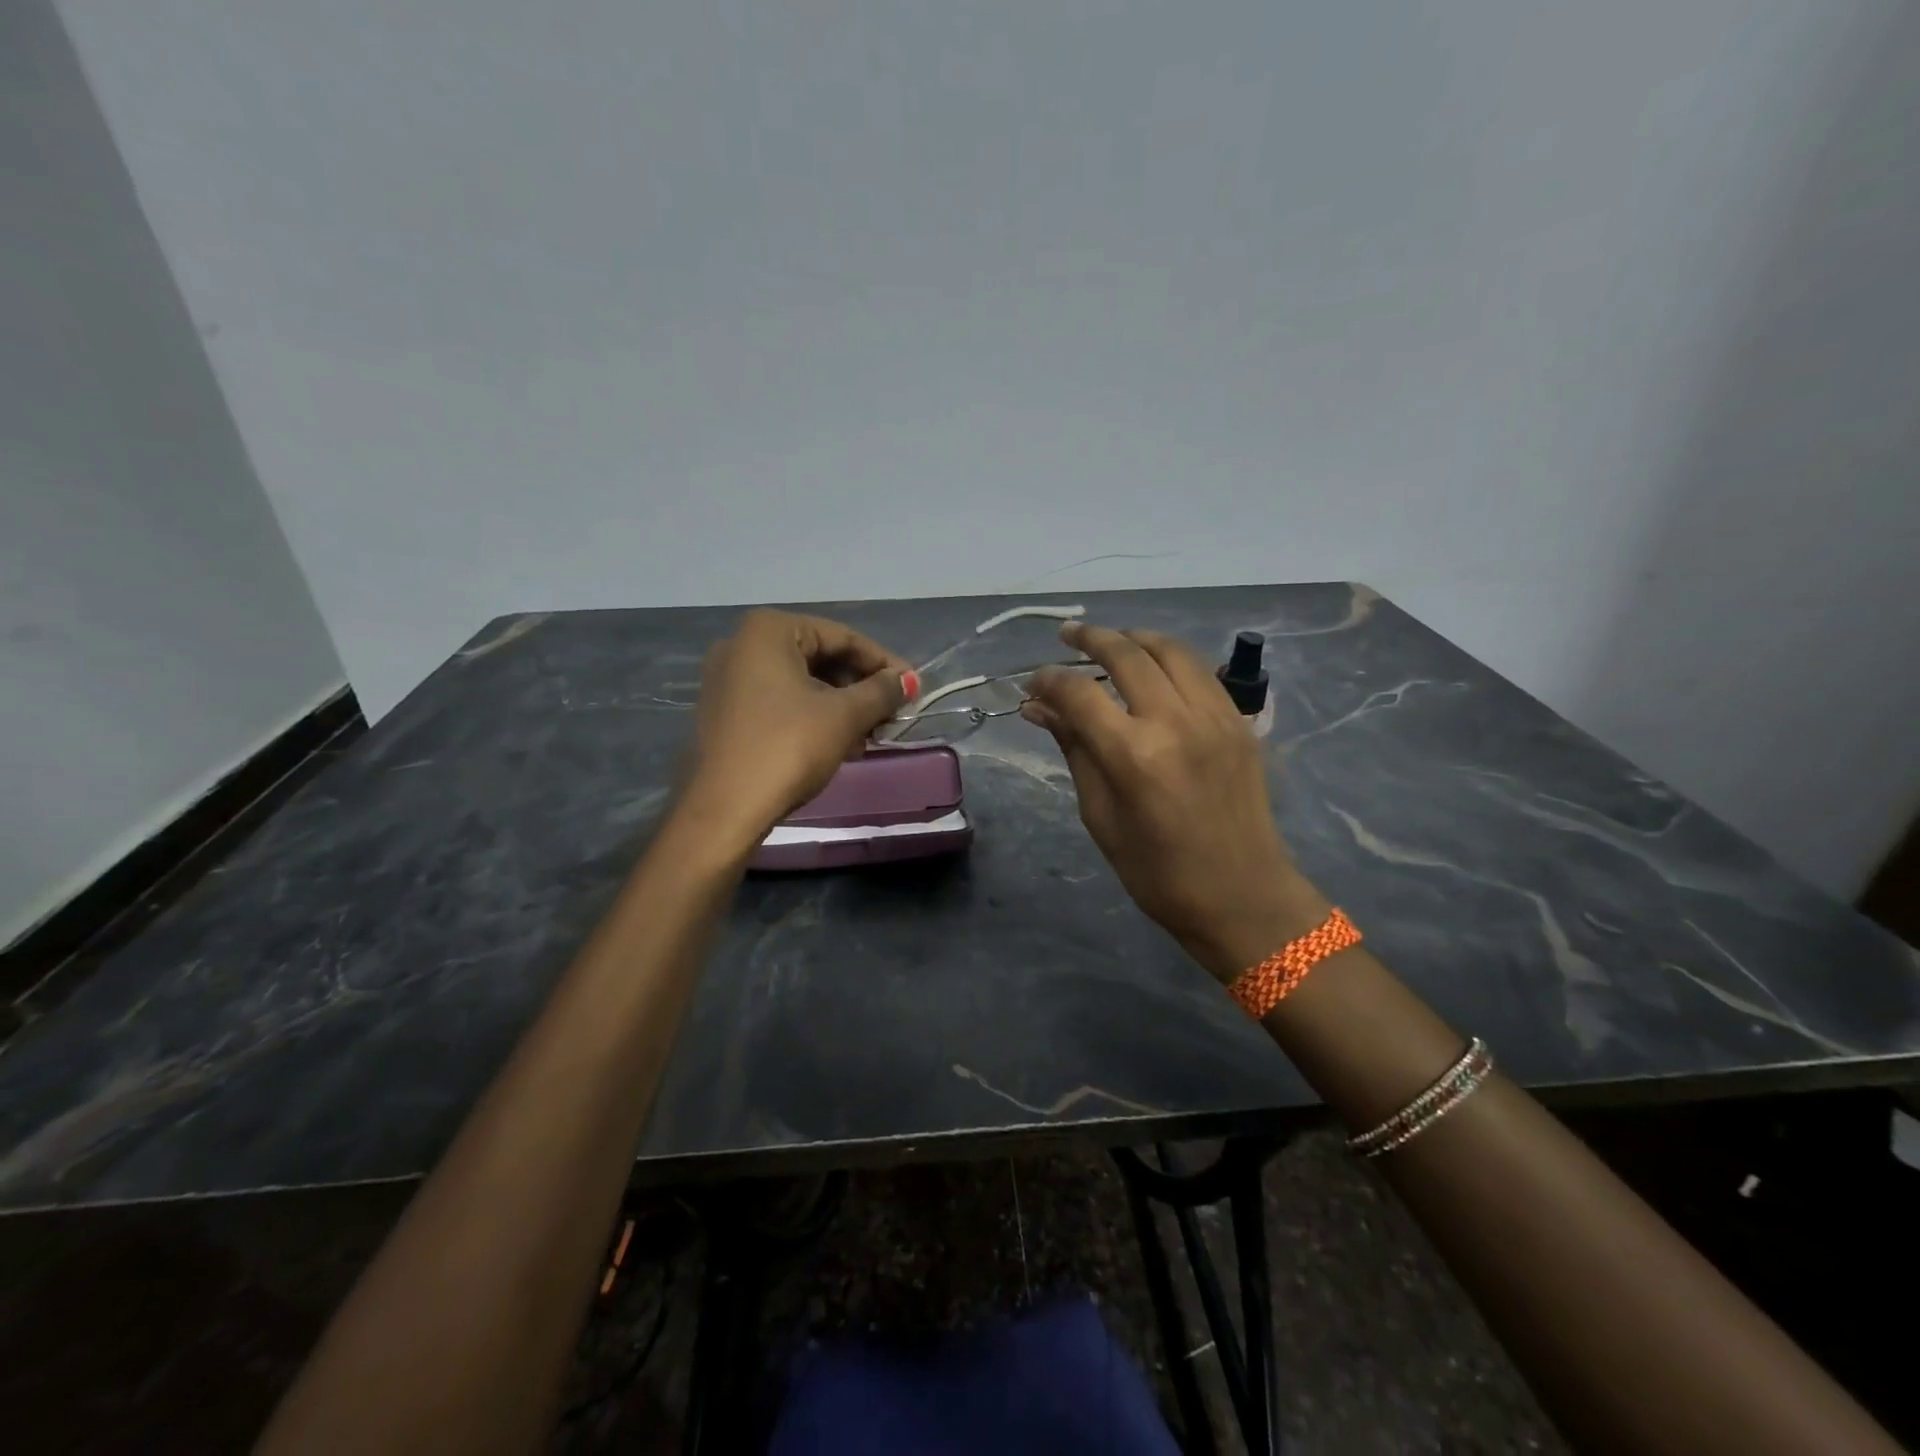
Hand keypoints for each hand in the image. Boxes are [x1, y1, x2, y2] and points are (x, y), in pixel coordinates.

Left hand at [680, 610, 911, 847]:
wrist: (724, 809)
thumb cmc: (788, 748)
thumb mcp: (844, 716)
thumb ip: (881, 691)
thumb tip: (908, 680)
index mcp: (768, 631)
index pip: (842, 637)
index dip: (884, 663)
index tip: (912, 689)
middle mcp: (742, 645)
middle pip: (820, 658)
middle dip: (861, 688)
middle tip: (892, 715)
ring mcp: (729, 680)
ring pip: (802, 683)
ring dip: (841, 706)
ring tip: (869, 736)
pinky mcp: (725, 713)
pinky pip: (781, 703)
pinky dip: (813, 718)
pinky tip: (839, 746)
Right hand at [1022, 623, 1328, 980]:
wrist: (1242, 896)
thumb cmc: (1158, 872)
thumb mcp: (1100, 816)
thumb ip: (1073, 749)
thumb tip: (1039, 708)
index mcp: (1134, 755)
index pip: (1080, 693)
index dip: (1049, 680)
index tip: (1032, 683)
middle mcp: (1176, 721)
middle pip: (1126, 654)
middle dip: (1090, 639)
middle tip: (1066, 636)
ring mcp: (1215, 717)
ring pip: (1170, 650)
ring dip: (1134, 638)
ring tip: (1109, 641)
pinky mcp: (1239, 721)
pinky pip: (1200, 671)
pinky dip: (1170, 658)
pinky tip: (1153, 666)